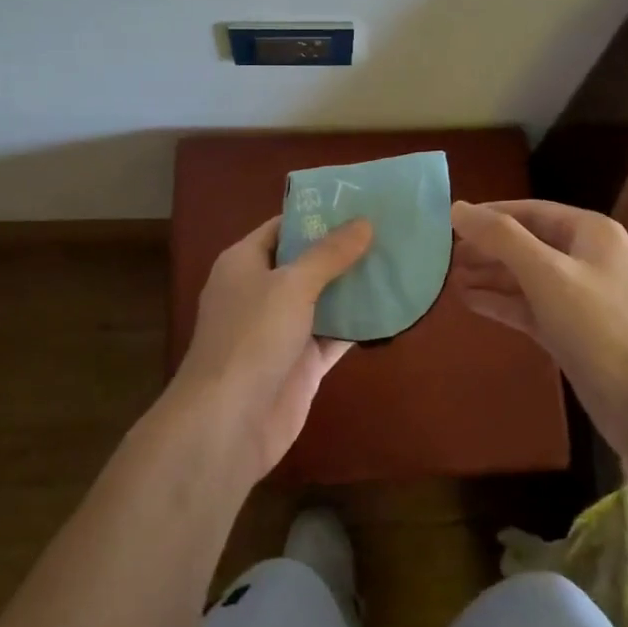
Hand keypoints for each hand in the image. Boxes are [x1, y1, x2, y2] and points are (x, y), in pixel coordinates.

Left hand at [172, 215, 373, 479]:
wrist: (229, 422)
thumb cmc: (252, 337)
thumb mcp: (292, 284)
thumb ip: (329, 254)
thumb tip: (364, 222)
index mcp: (244, 263)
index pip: (283, 228)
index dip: (317, 216)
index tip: (358, 203)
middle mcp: (261, 292)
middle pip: (306, 262)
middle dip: (343, 249)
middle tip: (389, 230)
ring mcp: (281, 329)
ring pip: (324, 299)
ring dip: (355, 286)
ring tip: (398, 261)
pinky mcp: (301, 363)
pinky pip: (334, 335)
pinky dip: (358, 324)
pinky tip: (393, 307)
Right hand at [449, 199, 627, 454]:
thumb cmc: (600, 327)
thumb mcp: (547, 274)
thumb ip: (501, 238)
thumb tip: (457, 207)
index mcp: (591, 233)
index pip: (530, 210)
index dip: (489, 214)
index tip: (448, 222)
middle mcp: (587, 258)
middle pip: (527, 242)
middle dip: (487, 247)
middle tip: (443, 255)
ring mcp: (581, 297)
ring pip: (526, 277)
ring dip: (490, 275)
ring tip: (449, 277)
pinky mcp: (573, 332)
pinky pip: (531, 307)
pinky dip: (502, 302)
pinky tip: (470, 301)